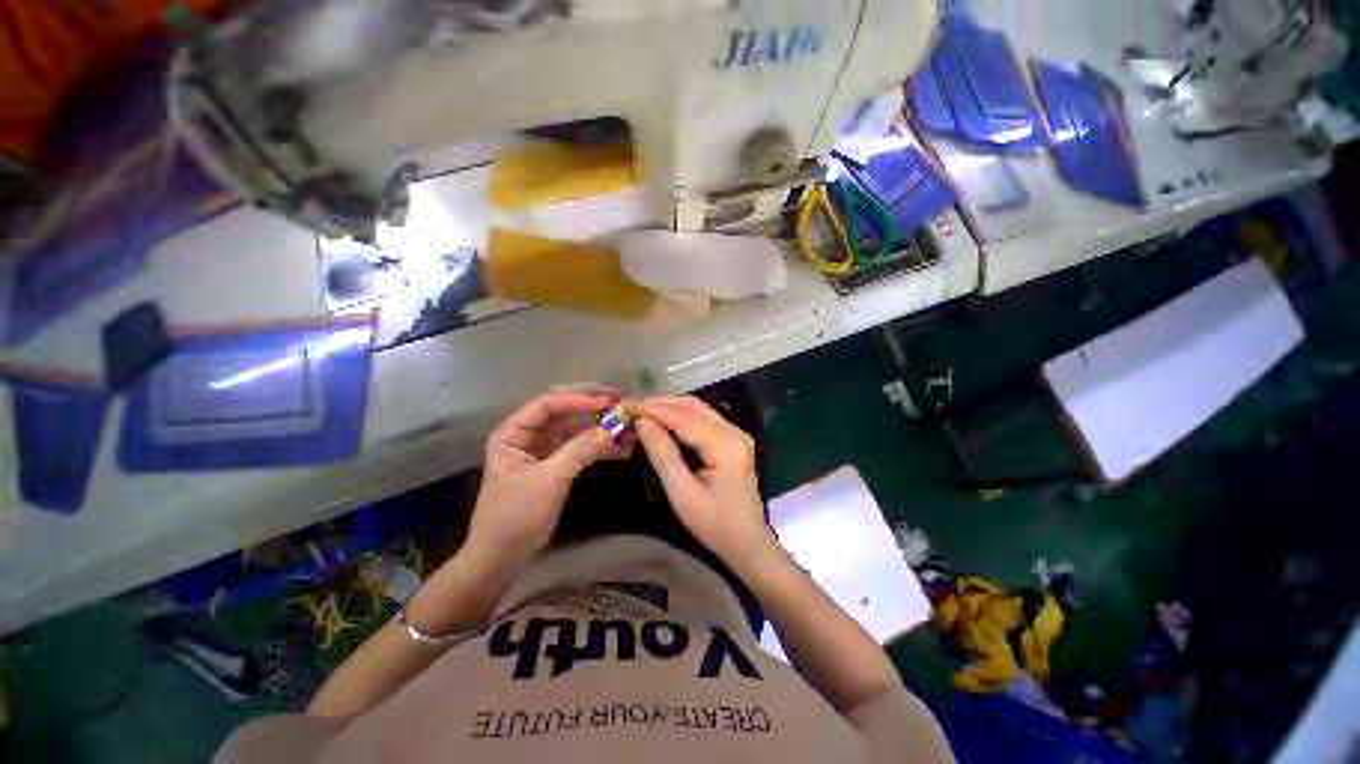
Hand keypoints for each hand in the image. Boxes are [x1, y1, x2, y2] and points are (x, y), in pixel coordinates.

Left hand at [467, 390, 629, 568]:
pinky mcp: (559, 461)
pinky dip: (602, 447)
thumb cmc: (515, 515)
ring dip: (602, 427)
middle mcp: (530, 433)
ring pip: (578, 428)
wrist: (504, 554)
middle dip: (594, 407)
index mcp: (514, 432)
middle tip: (622, 403)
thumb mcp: (547, 481)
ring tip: (629, 427)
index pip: (548, 404)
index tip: (607, 401)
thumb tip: (610, 429)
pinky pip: (583, 446)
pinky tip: (623, 449)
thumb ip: (578, 452)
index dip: (578, 399)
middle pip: (565, 410)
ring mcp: (546, 447)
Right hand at [633, 396, 775, 570]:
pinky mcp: (733, 440)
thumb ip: (663, 454)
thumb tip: (643, 423)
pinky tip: (664, 420)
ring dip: (670, 407)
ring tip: (643, 410)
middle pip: (693, 407)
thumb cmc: (714, 525)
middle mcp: (734, 432)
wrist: (748, 543)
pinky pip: (705, 419)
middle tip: (631, 407)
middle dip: (661, 403)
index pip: (684, 418)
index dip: (654, 409)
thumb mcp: (682, 493)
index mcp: (725, 445)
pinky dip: (682, 416)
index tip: (627, 406)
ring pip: (699, 409)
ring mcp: (736, 434)